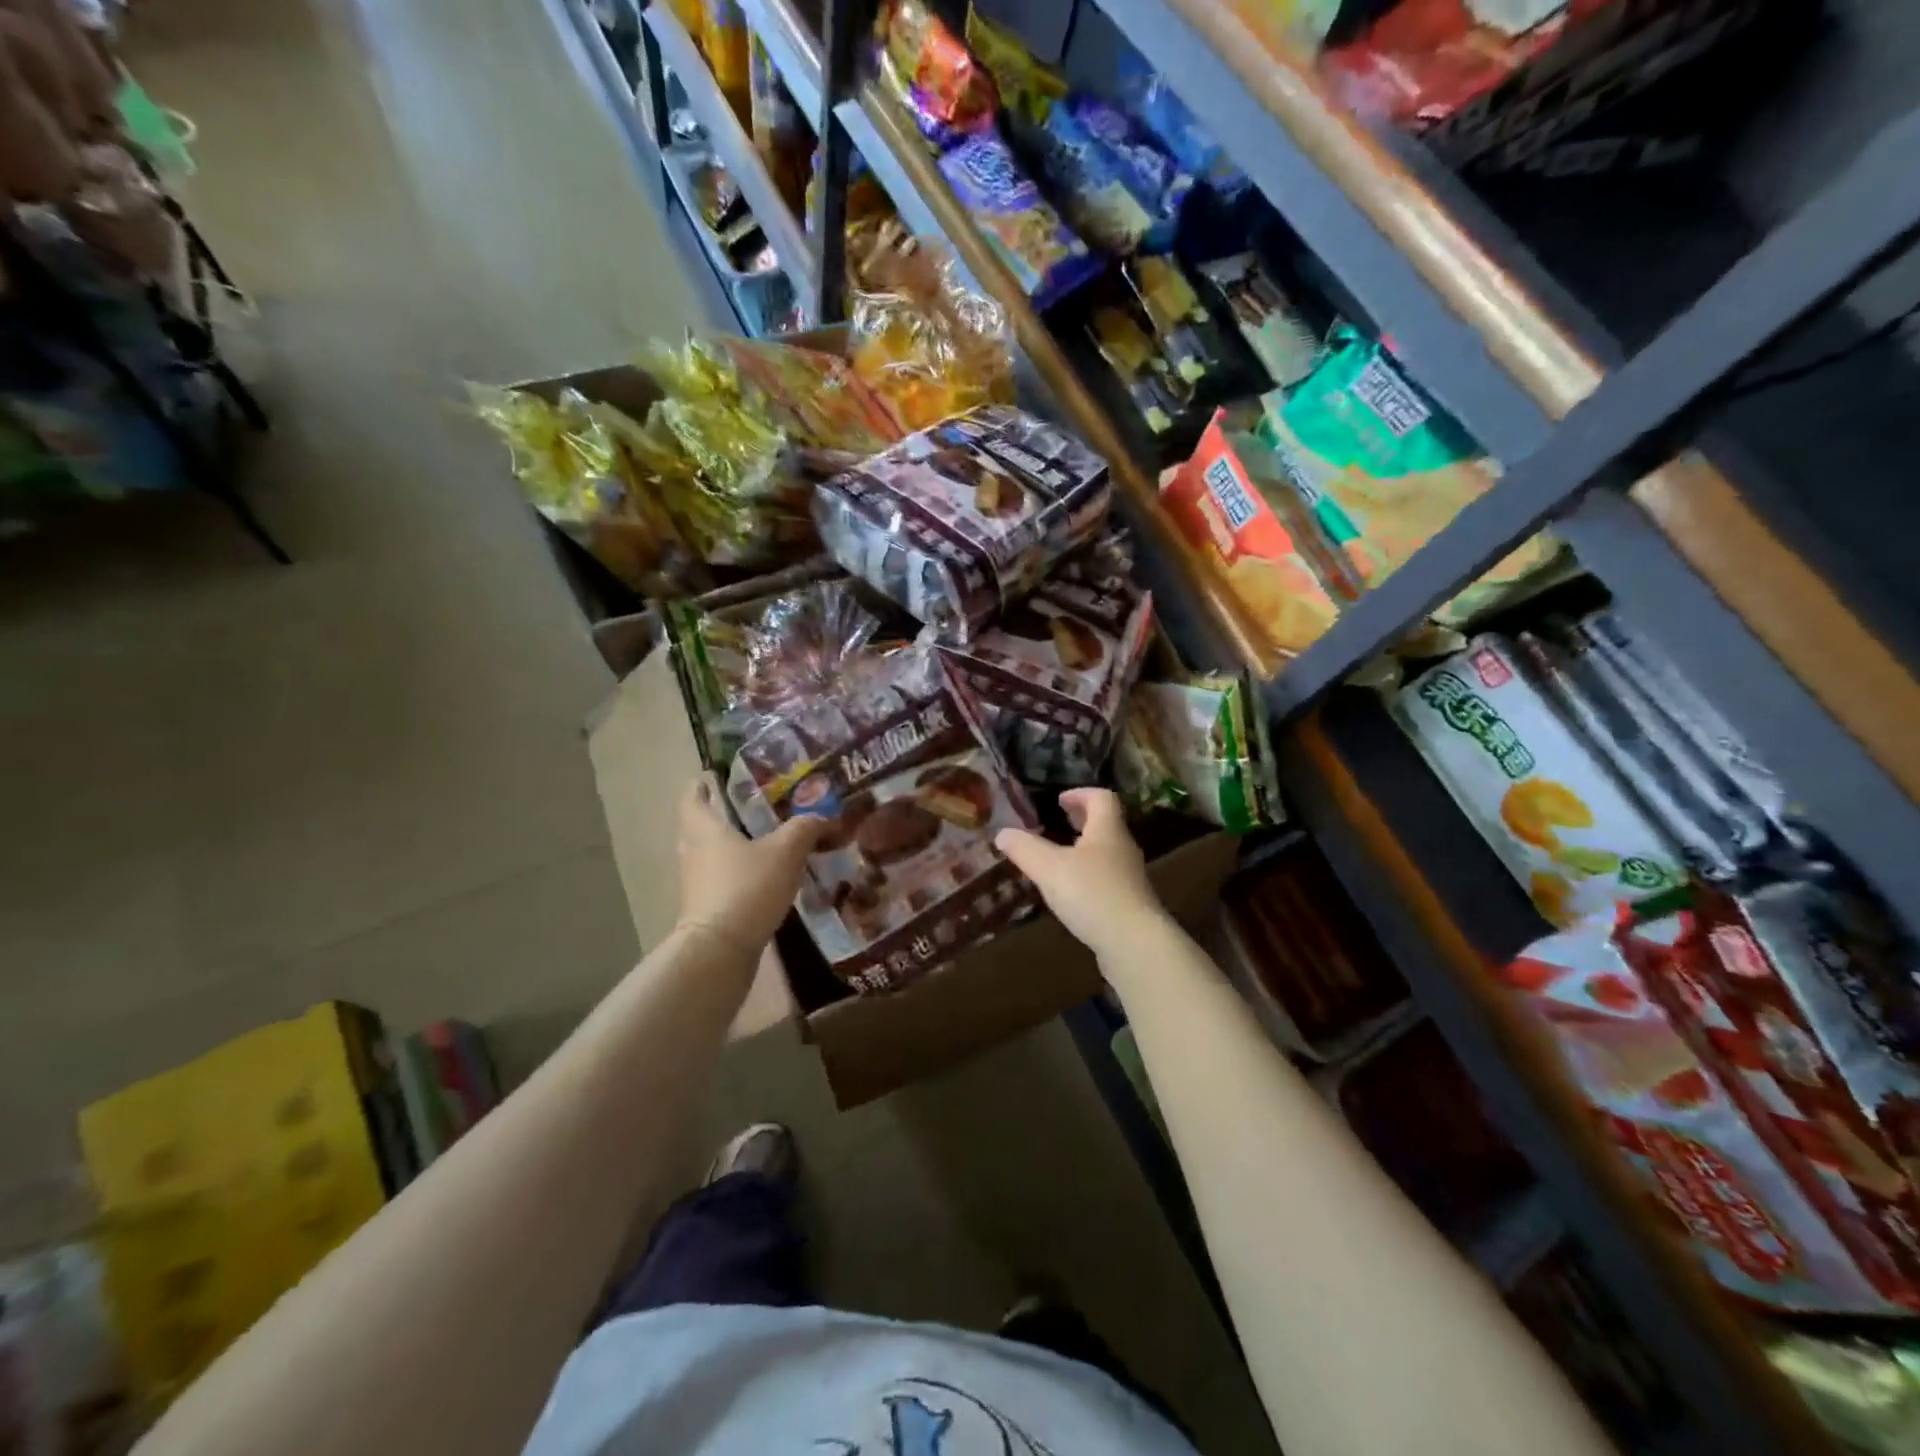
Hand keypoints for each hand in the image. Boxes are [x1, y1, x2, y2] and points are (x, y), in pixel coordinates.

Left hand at [676, 774, 828, 959]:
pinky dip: (738, 874)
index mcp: (705, 830)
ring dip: (731, 847)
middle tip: (748, 807)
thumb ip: (805, 829)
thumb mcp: (785, 851)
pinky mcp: (708, 909)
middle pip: (700, 827)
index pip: (693, 799)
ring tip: (762, 841)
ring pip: (712, 855)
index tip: (710, 777)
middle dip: (720, 816)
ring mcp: (698, 884)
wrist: (721, 950)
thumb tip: (825, 817)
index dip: (700, 787)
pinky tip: (763, 877)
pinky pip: (722, 881)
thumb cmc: (747, 887)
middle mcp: (695, 853)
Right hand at [995, 788, 1169, 959]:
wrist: (1135, 943)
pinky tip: (1072, 894)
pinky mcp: (1130, 905)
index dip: (1080, 794)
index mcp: (1107, 830)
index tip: (1059, 800)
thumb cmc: (1092, 894)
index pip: (1101, 798)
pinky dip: (1088, 878)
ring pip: (1106, 854)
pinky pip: (1107, 880)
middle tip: (1058, 823)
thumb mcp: (1049, 868)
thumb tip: (1002, 833)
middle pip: (1106, 824)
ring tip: (1058, 860)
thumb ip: (1024, 848)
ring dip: (1084, 850)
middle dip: (1081, 821)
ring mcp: (1130, 878)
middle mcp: (1123, 848)